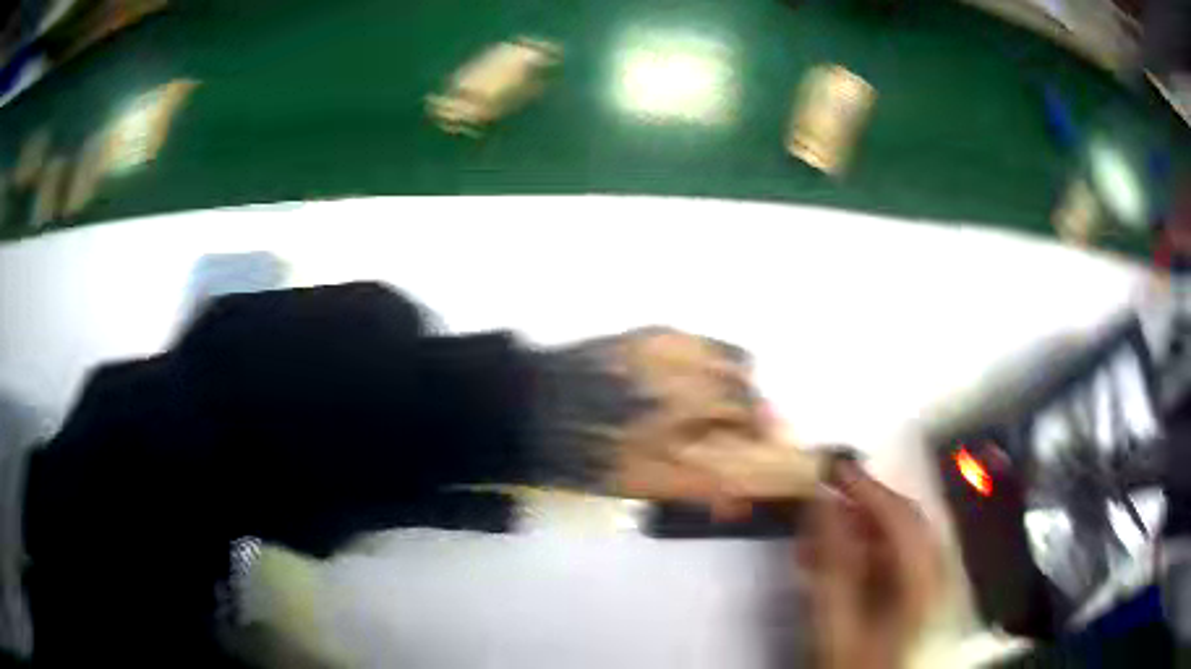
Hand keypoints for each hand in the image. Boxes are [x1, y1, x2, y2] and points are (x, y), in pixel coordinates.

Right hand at [800, 462, 940, 668]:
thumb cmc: (855, 662)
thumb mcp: (836, 619)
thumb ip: (832, 560)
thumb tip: (823, 502)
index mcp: (924, 577)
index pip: (901, 516)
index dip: (868, 487)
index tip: (833, 468)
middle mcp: (935, 571)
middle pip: (903, 522)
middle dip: (862, 506)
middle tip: (824, 496)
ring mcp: (927, 582)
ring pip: (895, 538)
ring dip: (857, 529)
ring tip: (816, 534)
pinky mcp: (914, 592)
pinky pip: (891, 558)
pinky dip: (861, 550)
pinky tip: (828, 560)